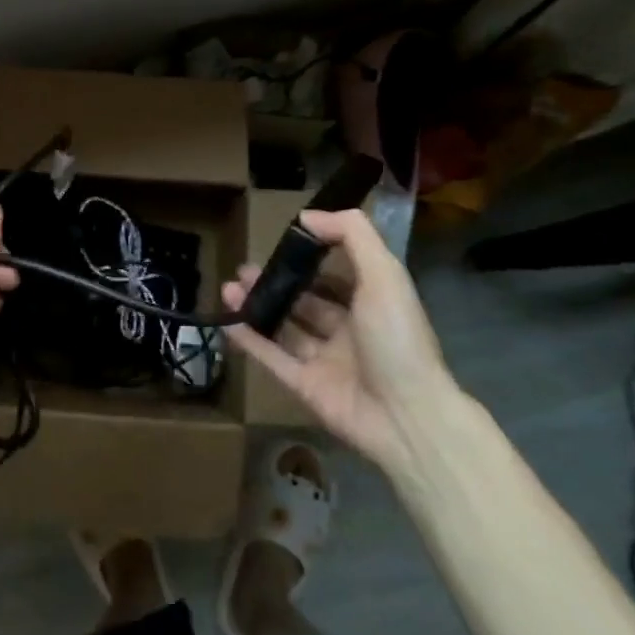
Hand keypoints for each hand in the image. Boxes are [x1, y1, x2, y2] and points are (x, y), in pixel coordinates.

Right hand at [222, 207, 456, 472]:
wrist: (407, 418)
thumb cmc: (397, 339)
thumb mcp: (385, 275)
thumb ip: (352, 236)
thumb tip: (308, 216)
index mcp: (372, 304)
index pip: (338, 274)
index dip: (312, 257)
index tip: (283, 241)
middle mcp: (349, 330)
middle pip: (306, 301)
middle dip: (277, 282)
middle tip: (245, 268)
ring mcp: (325, 361)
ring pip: (285, 327)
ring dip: (259, 306)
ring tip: (230, 287)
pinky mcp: (305, 386)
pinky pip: (272, 357)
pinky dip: (249, 338)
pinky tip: (227, 319)